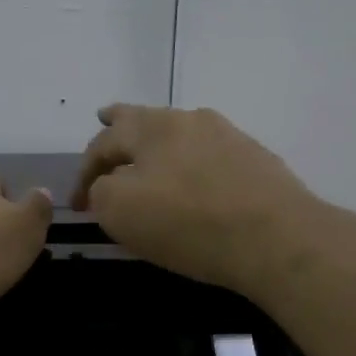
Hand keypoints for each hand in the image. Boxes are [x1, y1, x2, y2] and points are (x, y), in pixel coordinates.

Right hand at [71, 105, 337, 296]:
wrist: (277, 237)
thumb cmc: (188, 223)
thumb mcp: (120, 211)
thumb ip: (101, 191)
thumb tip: (107, 185)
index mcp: (151, 127)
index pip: (103, 143)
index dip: (83, 173)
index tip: (78, 206)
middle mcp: (189, 120)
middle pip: (145, 120)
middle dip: (120, 123)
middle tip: (105, 117)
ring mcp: (228, 137)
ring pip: (181, 134)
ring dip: (159, 144)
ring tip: (149, 152)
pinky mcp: (256, 160)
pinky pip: (210, 156)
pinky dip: (191, 163)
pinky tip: (195, 180)